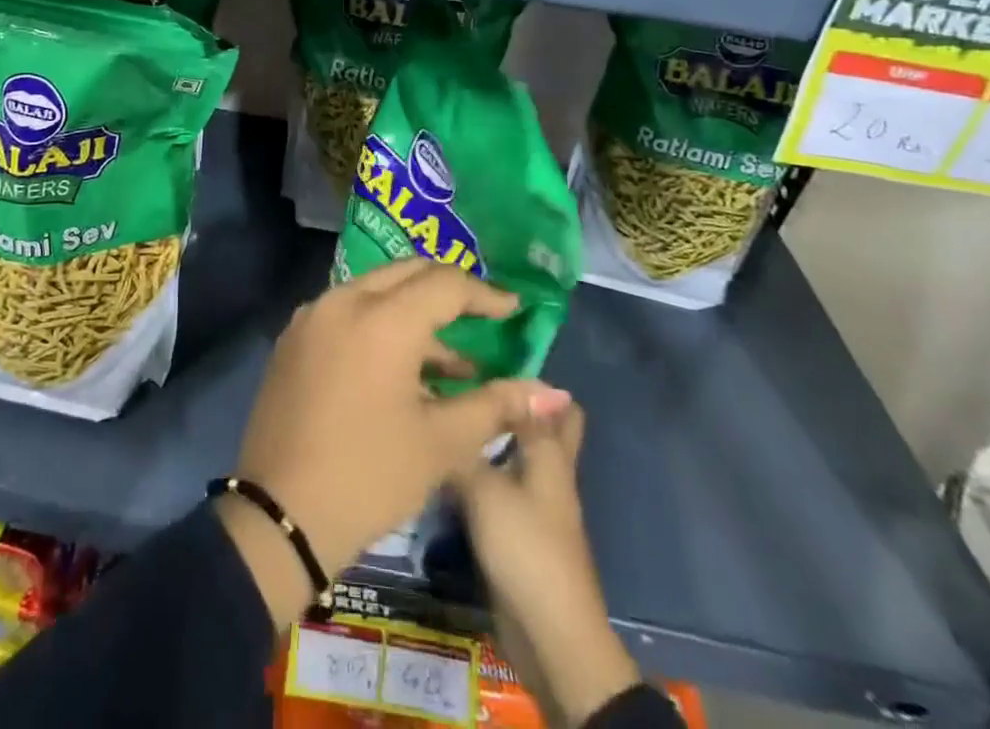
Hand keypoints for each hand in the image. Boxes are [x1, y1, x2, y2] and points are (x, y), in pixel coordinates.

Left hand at [219, 258, 572, 624]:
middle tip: (482, 316)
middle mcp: (342, 300)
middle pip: (406, 274)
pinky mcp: (294, 338)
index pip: (444, 283)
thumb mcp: (441, 443)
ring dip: (414, 313)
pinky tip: (403, 371)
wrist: (280, 515)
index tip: (513, 310)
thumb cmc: (369, 476)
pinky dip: (380, 326)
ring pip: (374, 292)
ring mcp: (312, 317)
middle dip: (447, 290)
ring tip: (453, 364)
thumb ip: (496, 405)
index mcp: (381, 318)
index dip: (484, 294)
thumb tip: (552, 392)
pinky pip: (347, 313)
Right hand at [456, 405, 641, 725]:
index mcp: (551, 455)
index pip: (553, 402)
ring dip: (487, 435)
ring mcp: (534, 503)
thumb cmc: (525, 548)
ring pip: (514, 454)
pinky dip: (478, 469)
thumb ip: (462, 444)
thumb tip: (437, 401)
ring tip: (444, 411)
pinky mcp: (517, 530)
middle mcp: (547, 472)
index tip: (485, 352)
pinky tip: (444, 460)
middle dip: (512, 402)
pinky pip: (497, 484)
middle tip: (467, 380)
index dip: (527, 376)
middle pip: (542, 428)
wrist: (549, 637)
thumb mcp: (486, 487)